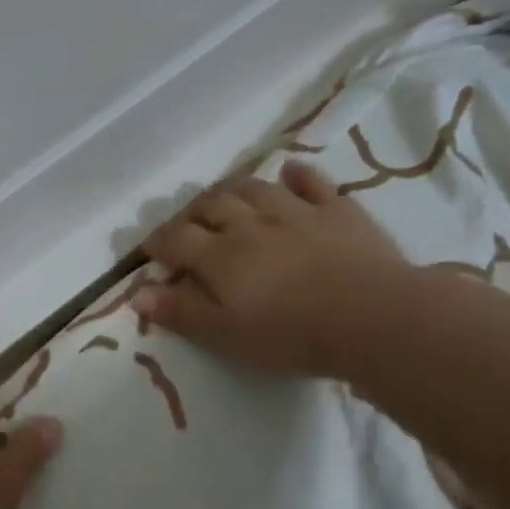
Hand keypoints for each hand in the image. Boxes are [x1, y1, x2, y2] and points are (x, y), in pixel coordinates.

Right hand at [135, 160, 411, 376]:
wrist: (372, 317)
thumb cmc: (290, 336)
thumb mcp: (225, 336)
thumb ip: (180, 312)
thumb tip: (137, 293)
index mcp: (220, 256)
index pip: (176, 239)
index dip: (157, 243)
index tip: (149, 252)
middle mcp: (251, 224)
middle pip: (211, 205)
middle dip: (191, 212)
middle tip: (186, 225)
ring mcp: (297, 212)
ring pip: (254, 187)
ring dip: (233, 189)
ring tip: (225, 198)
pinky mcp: (338, 211)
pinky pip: (312, 183)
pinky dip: (296, 175)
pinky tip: (289, 172)